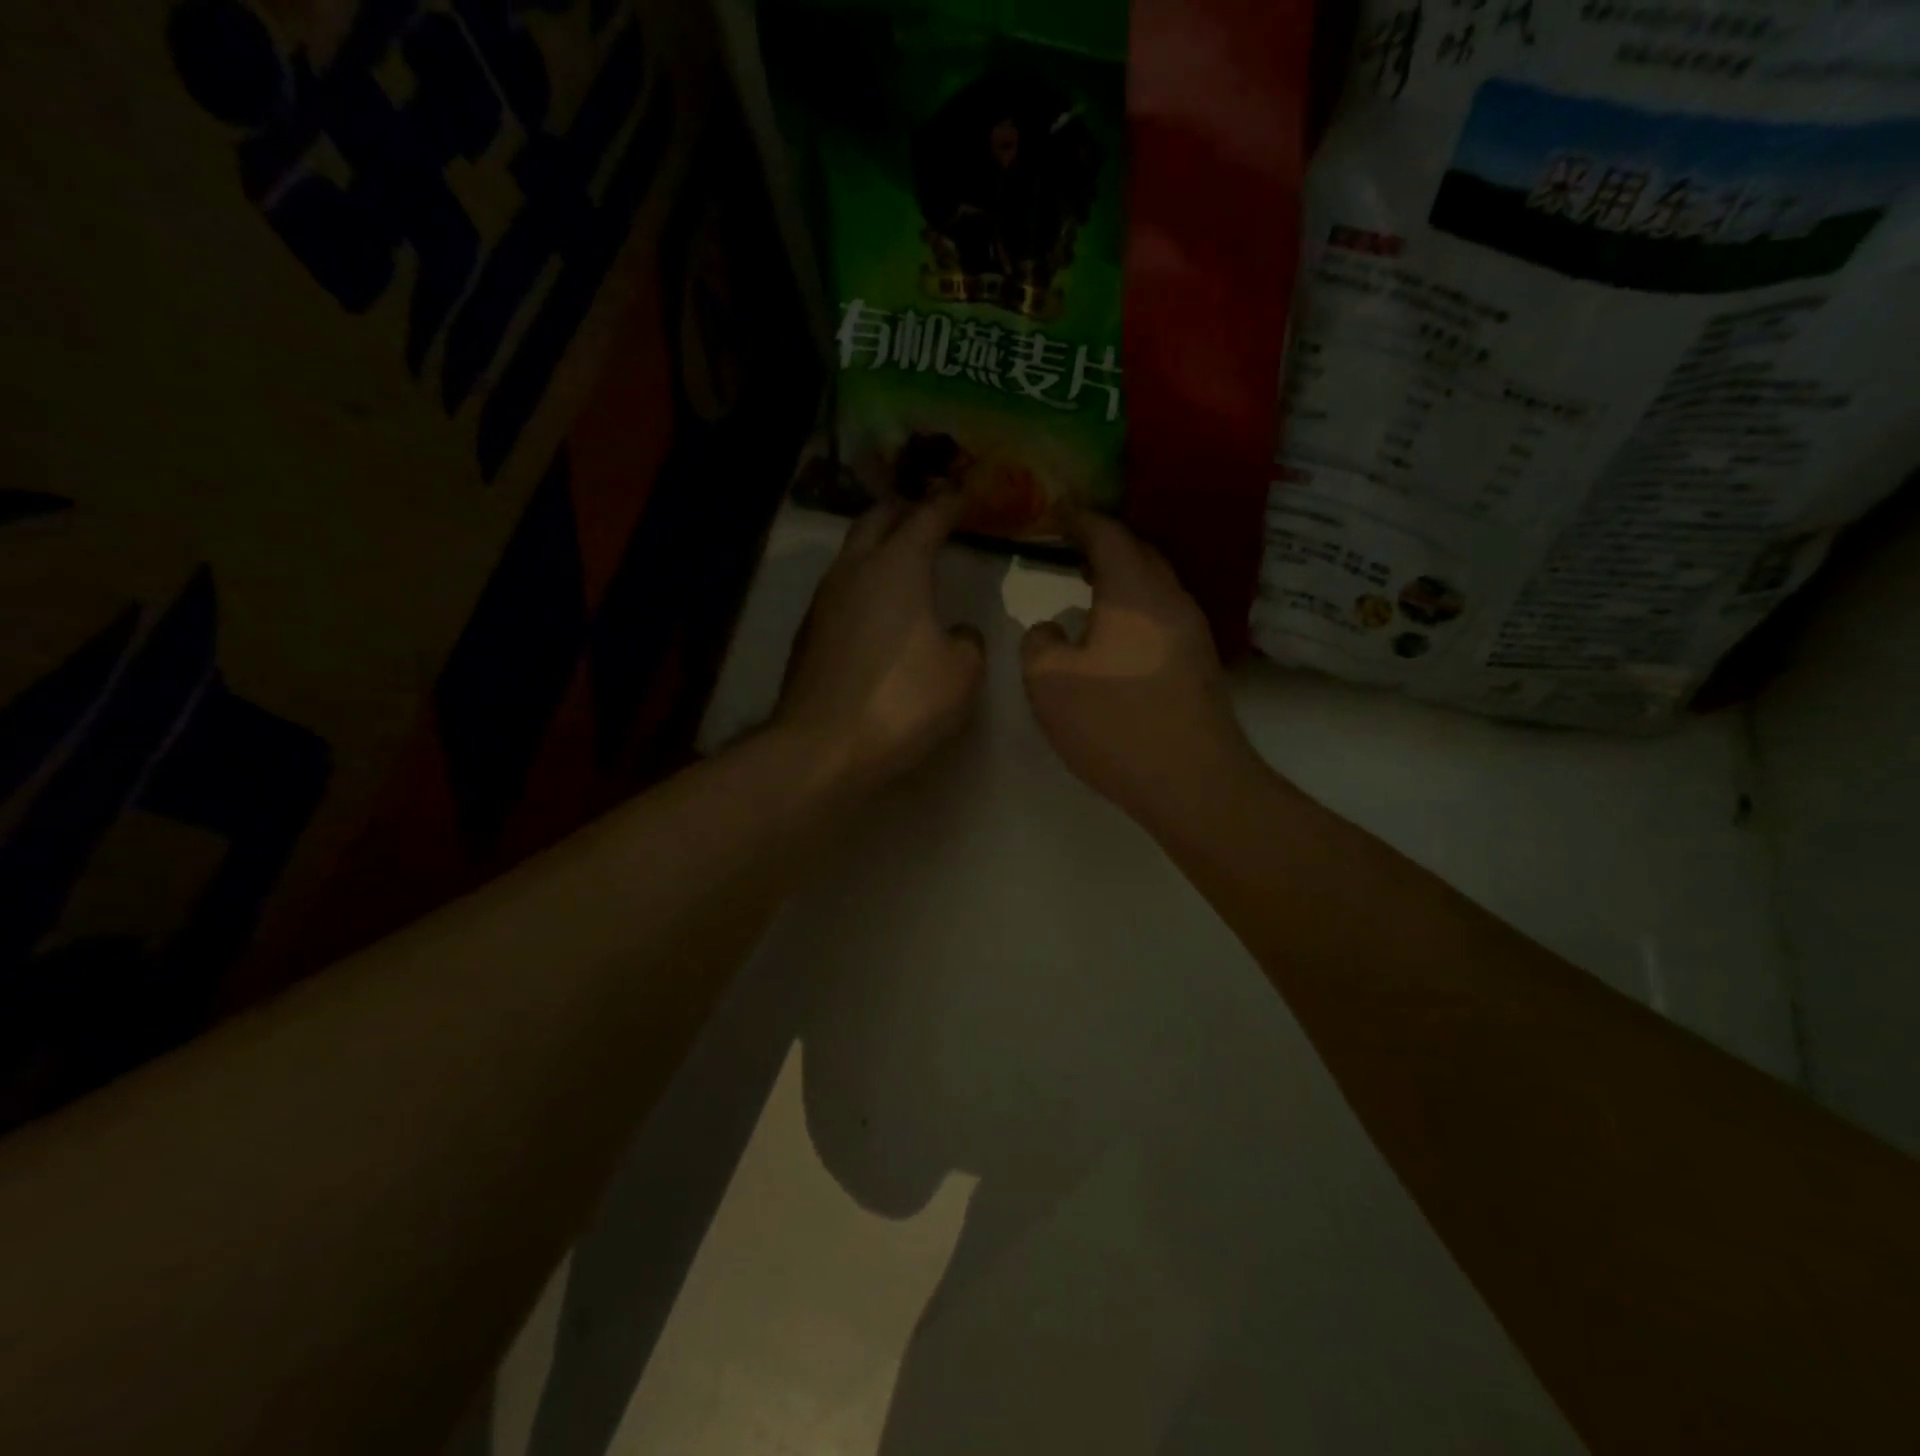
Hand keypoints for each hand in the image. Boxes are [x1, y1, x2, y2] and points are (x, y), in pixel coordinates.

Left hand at [777, 493, 984, 793]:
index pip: (927, 516)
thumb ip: (968, 642)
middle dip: (906, 509)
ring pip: (854, 551)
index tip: (966, 493)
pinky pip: (843, 586)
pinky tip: (880, 604)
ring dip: (880, 543)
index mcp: (896, 567)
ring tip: (905, 553)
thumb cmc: (902, 702)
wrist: (822, 747)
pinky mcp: (810, 630)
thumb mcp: (961, 674)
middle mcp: (854, 570)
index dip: (950, 502)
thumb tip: (958, 633)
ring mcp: (825, 599)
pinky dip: (865, 578)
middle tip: (930, 512)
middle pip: (878, 518)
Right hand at [1021, 512, 1256, 826]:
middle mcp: (1170, 599)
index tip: (1053, 512)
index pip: (1106, 534)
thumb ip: (1038, 643)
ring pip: (1153, 585)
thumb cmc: (1115, 723)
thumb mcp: (1049, 683)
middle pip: (1138, 553)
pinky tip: (1113, 633)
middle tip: (1067, 546)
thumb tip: (1051, 629)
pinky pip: (1161, 614)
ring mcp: (1192, 631)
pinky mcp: (1200, 663)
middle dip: (1102, 544)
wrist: (1193, 781)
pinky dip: (1134, 607)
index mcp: (1134, 590)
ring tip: (1086, 587)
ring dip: (1120, 578)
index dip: (1077, 519)